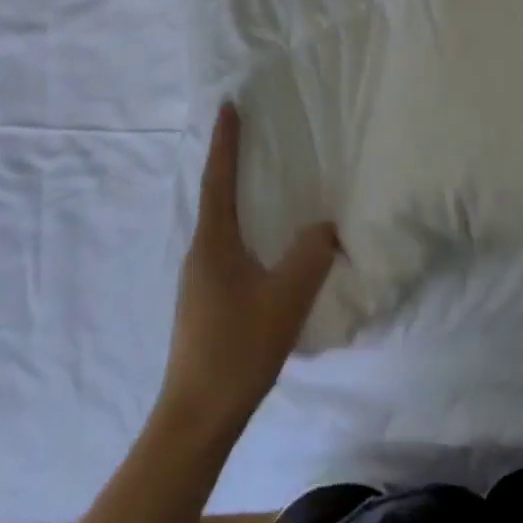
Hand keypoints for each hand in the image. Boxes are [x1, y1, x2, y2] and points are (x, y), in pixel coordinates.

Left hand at [163, 103, 339, 427]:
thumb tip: (325, 227)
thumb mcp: (287, 295)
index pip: (219, 179)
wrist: (197, 417)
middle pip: (216, 196)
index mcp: (214, 243)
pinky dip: (245, 227)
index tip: (228, 105)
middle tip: (253, 134)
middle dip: (231, 162)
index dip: (225, 141)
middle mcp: (201, 253)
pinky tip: (266, 243)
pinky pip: (228, 247)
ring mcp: (200, 279)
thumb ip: (312, 252)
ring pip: (222, 224)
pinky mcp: (207, 300)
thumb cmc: (239, 347)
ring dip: (239, 196)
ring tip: (263, 181)